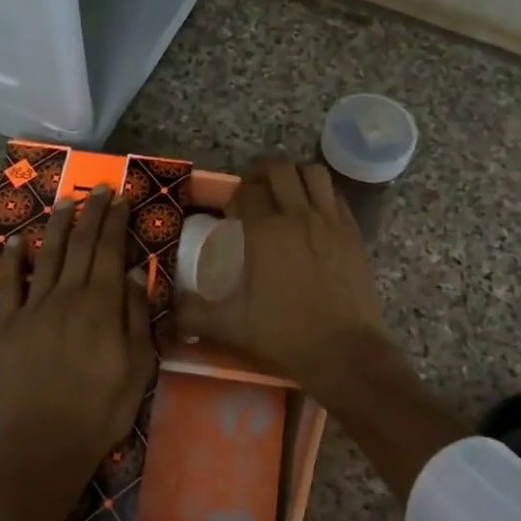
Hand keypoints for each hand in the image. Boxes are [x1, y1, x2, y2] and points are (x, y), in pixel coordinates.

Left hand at [0, 185, 154, 478]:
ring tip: (66, 201)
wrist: (45, 443)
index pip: (110, 250)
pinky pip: (8, 285)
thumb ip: (136, 316)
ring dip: (58, 225)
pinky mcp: (7, 326)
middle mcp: (67, 296)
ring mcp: (33, 308)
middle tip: (98, 188)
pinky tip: (16, 241)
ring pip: (48, 256)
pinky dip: (12, 260)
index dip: (115, 221)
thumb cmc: (102, 408)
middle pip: (81, 245)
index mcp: (102, 304)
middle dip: (92, 213)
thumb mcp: (139, 366)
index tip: (120, 197)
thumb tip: (135, 274)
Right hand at [172, 157, 388, 394]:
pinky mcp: (354, 232)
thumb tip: (166, 314)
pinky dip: (322, 195)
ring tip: (286, 194)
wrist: (346, 351)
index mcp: (266, 231)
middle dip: (263, 173)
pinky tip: (314, 215)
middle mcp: (299, 215)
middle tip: (255, 192)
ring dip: (296, 176)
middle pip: (280, 169)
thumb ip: (194, 315)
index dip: (236, 195)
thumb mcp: (231, 326)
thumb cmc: (285, 335)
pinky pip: (336, 196)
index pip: (248, 190)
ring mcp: (331, 221)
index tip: (232, 212)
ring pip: (313, 173)